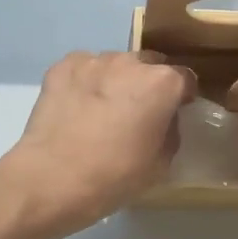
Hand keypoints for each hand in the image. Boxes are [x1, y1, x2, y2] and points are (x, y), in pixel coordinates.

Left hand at [0, 51, 195, 235]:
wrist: (52, 178)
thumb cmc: (114, 176)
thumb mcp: (160, 164)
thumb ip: (170, 131)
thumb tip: (164, 119)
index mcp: (162, 83)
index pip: (185, 79)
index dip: (182, 96)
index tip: (175, 113)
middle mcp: (130, 62)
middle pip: (149, 65)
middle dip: (148, 85)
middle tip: (136, 114)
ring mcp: (93, 60)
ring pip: (114, 65)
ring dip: (115, 82)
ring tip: (101, 111)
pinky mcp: (62, 66)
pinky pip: (83, 69)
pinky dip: (85, 83)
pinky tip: (76, 108)